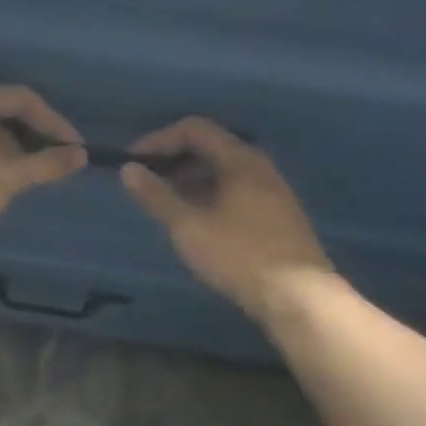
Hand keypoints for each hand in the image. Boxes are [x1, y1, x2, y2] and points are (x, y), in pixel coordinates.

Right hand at [119, 118, 335, 318]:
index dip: (159, 139)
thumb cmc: (238, 255)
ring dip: (190, 181)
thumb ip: (156, 196)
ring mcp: (272, 191)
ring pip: (224, 172)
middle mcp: (260, 167)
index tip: (133, 161)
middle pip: (211, 148)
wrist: (298, 295)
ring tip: (166, 206)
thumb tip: (128, 169)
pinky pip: (236, 192)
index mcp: (240, 160)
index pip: (195, 129)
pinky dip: (209, 196)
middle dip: (174, 160)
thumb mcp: (188, 226)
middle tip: (146, 184)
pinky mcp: (277, 216)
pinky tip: (197, 224)